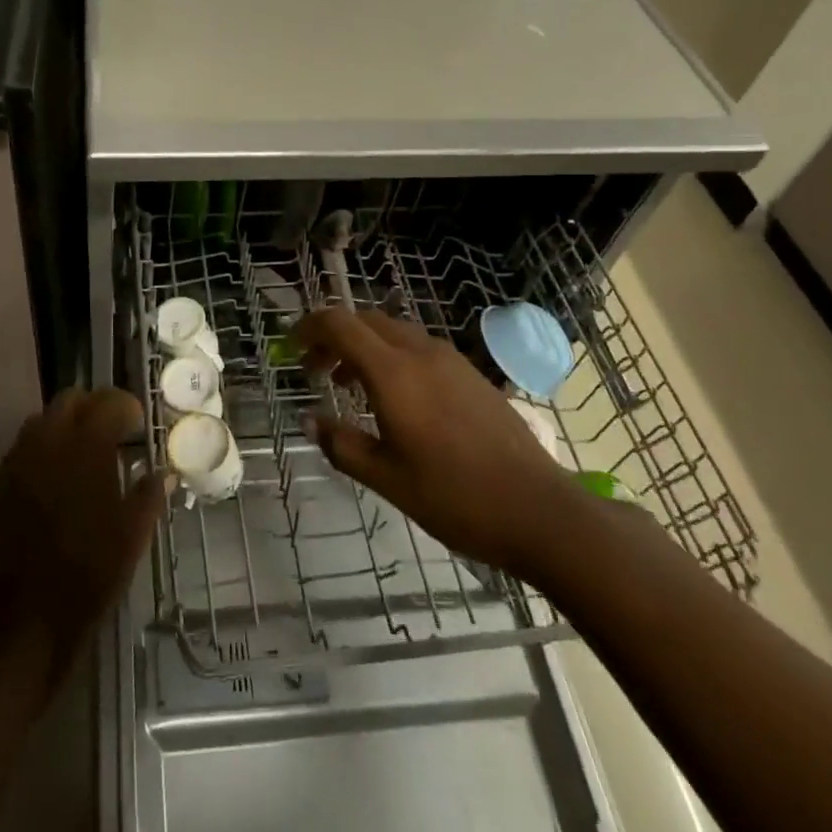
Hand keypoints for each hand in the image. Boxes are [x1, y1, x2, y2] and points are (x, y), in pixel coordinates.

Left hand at [0, 387, 165, 678]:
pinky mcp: (1, 484)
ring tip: (84, 451)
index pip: (108, 403)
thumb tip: (164, 473)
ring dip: (65, 424)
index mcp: (86, 447)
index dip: (127, 407)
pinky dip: (43, 448)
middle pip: (70, 400)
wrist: (28, 618)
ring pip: (43, 419)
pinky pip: (24, 447)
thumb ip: (150, 494)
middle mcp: (49, 442)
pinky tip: (58, 475)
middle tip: (113, 430)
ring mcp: (20, 462)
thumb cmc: (90, 573)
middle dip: (93, 407)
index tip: (139, 423)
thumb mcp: (133, 534)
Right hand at [295, 307, 583, 583]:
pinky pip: (419, 348)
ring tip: (350, 386)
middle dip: (334, 337)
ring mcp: (451, 360)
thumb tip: (310, 421)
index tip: (292, 347)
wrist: (539, 510)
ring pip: (394, 332)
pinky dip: (393, 358)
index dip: (310, 327)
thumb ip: (342, 445)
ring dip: (364, 347)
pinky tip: (396, 399)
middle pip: (366, 321)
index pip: (340, 324)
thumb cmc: (455, 497)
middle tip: (316, 371)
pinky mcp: (471, 374)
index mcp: (394, 373)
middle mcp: (421, 353)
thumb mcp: (387, 479)